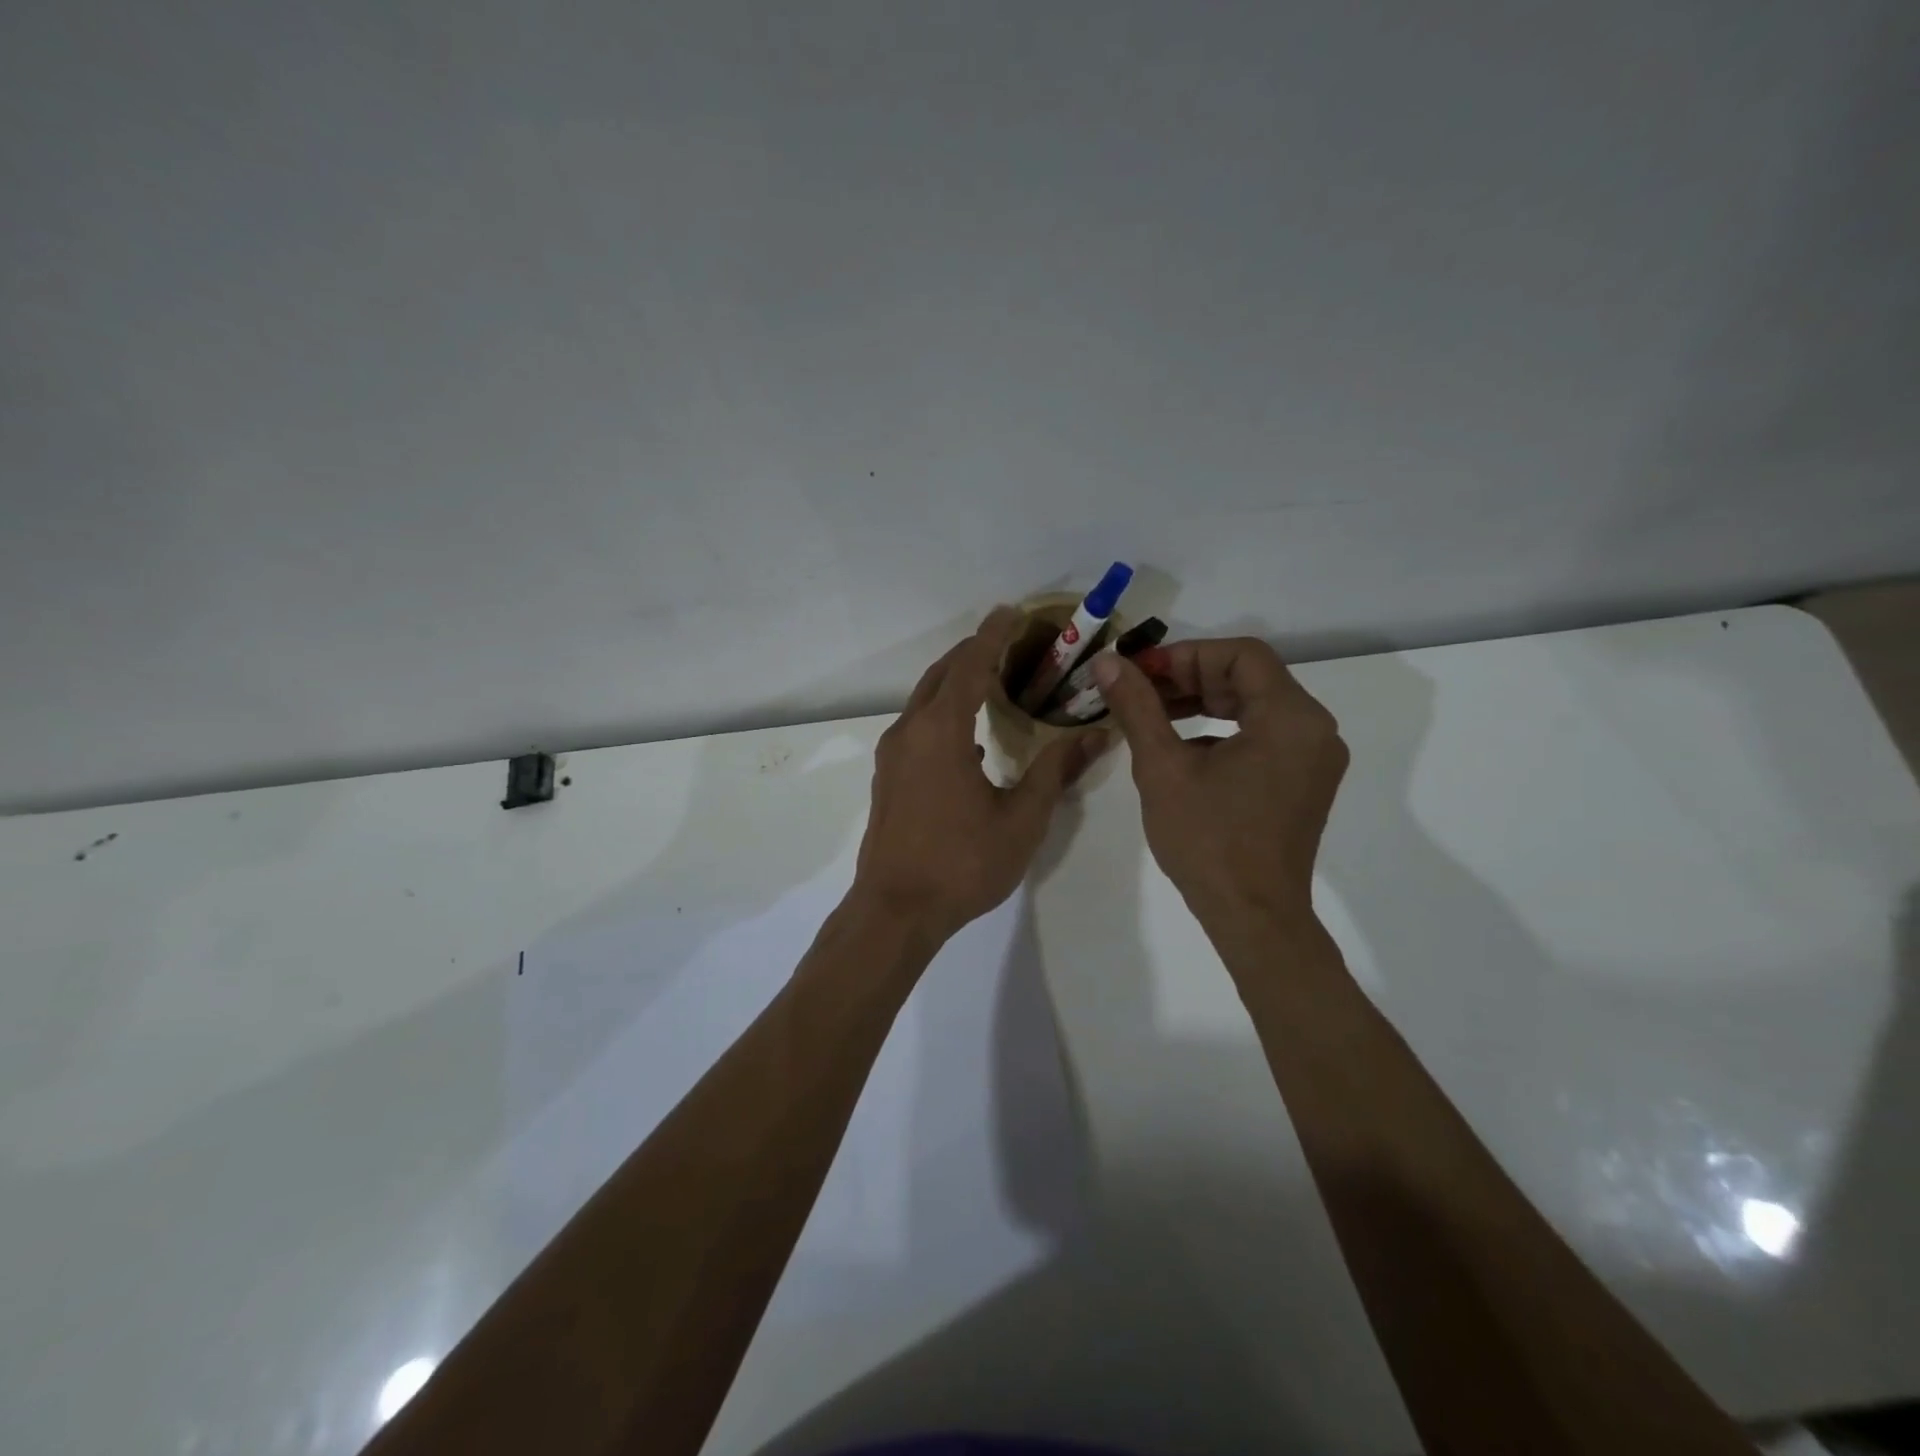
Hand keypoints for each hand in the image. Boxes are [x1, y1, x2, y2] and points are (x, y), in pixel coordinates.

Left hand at [855, 608, 1108, 940]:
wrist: (895, 909)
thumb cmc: (962, 863)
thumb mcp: (1021, 819)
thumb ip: (1056, 771)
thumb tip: (1096, 736)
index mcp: (942, 731)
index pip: (971, 665)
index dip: (993, 636)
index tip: (1013, 612)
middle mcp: (910, 731)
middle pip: (943, 674)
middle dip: (974, 651)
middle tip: (1009, 640)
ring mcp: (894, 753)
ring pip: (925, 698)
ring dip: (956, 680)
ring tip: (992, 677)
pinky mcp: (889, 775)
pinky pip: (918, 724)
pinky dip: (944, 710)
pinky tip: (970, 732)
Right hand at [1091, 638, 1346, 924]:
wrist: (1252, 916)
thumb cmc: (1208, 840)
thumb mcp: (1162, 767)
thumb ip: (1137, 707)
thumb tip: (1106, 663)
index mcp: (1291, 718)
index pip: (1240, 655)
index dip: (1185, 655)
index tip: (1141, 672)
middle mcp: (1314, 729)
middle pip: (1249, 678)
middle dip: (1190, 677)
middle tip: (1140, 691)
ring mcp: (1313, 757)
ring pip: (1255, 706)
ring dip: (1204, 702)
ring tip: (1153, 714)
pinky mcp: (1303, 781)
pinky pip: (1263, 735)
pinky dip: (1222, 730)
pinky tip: (1182, 747)